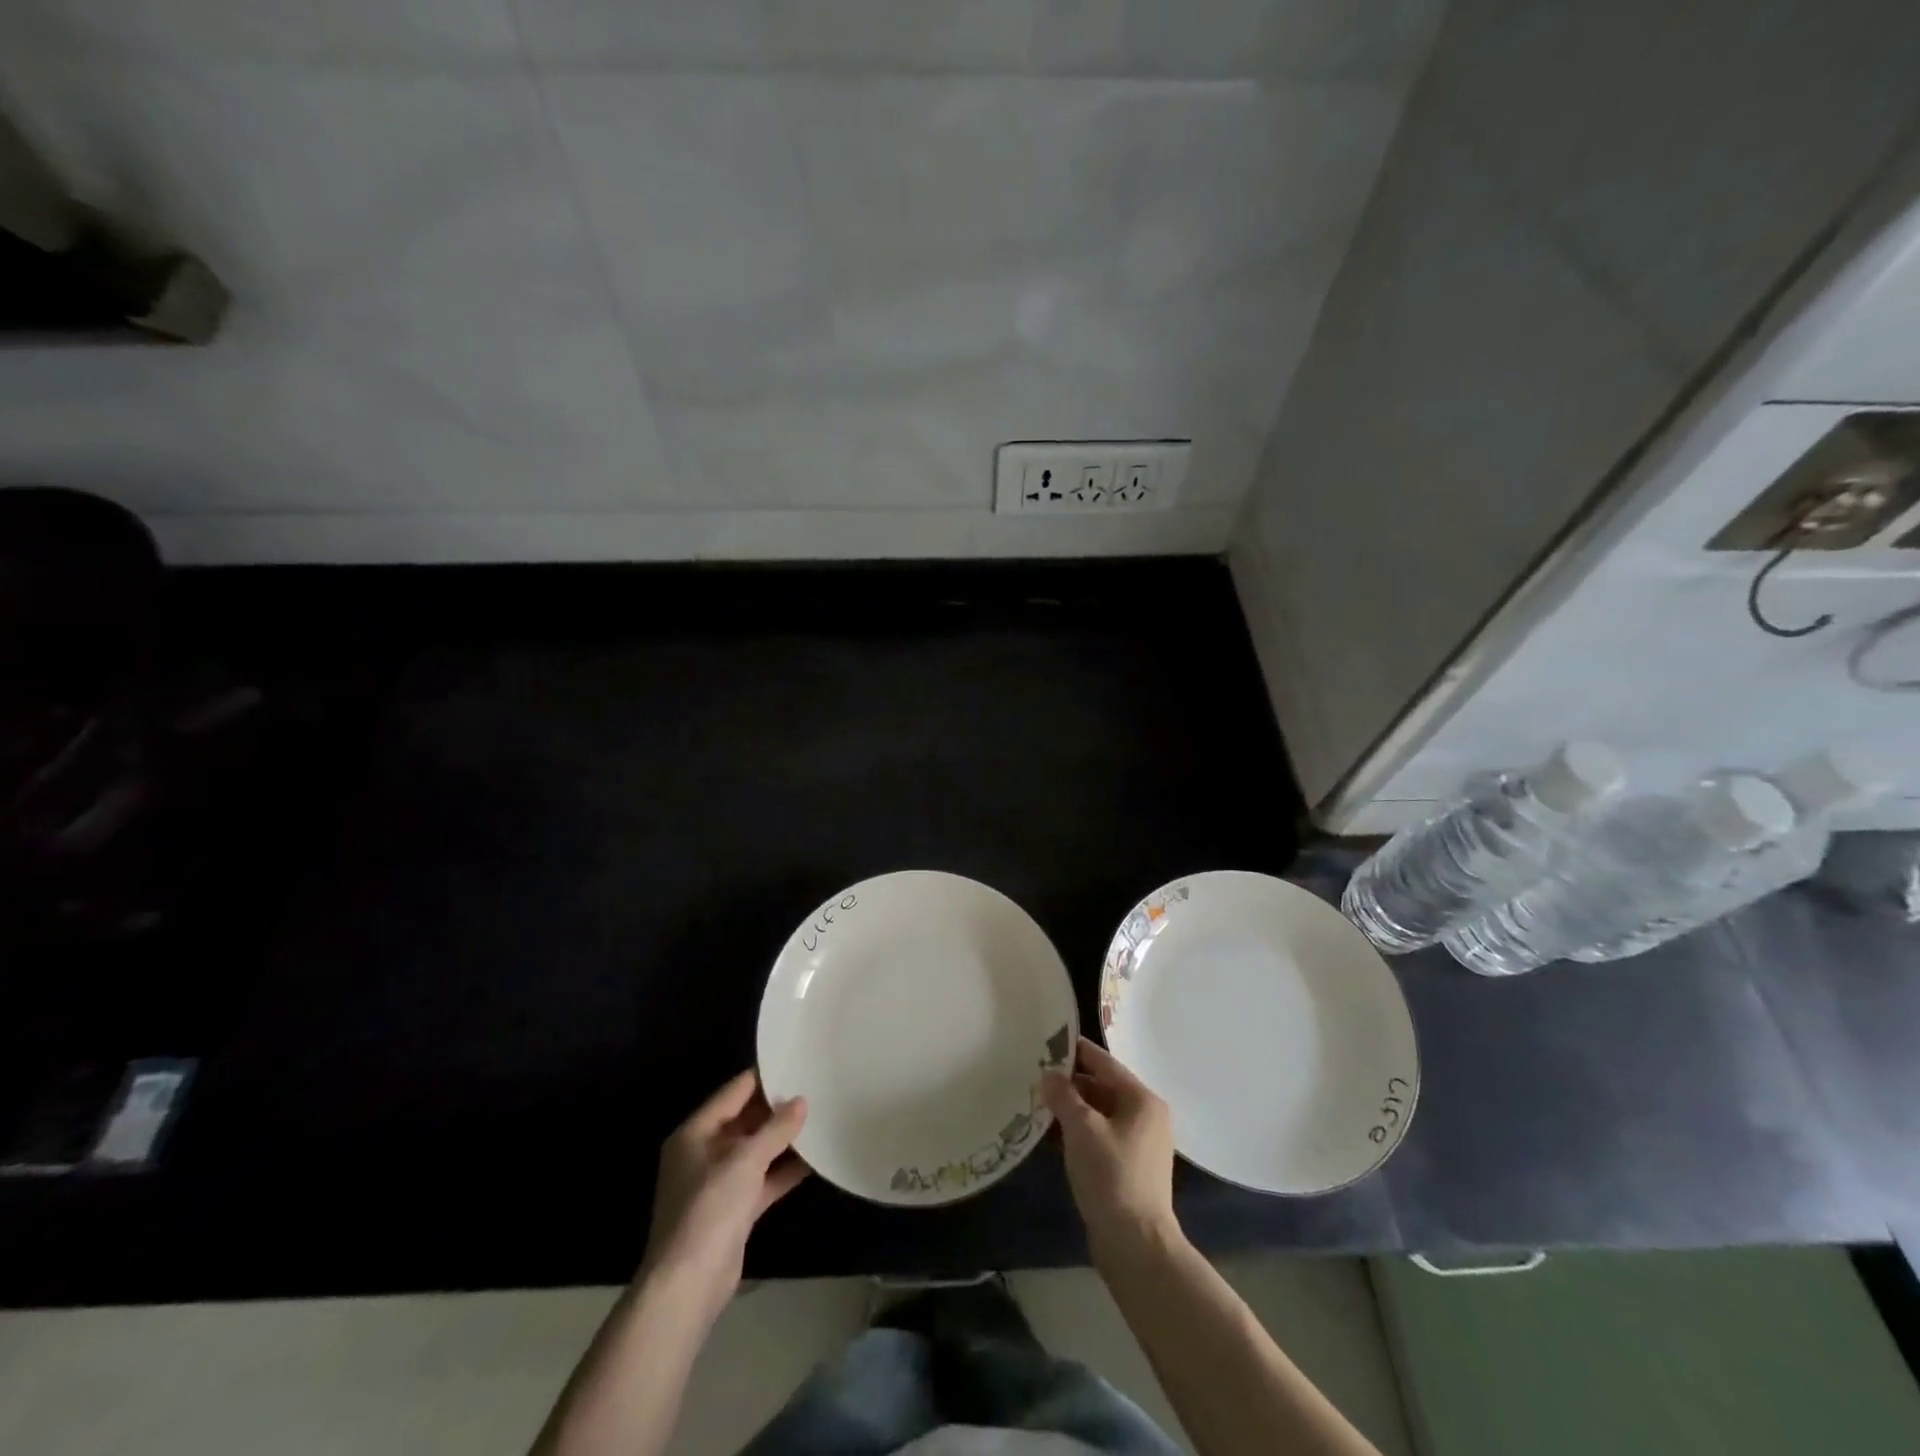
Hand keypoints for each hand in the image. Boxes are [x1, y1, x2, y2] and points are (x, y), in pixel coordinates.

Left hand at [641, 1070, 807, 1321]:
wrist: (688, 1286)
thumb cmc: (709, 1209)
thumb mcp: (745, 1160)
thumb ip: (775, 1129)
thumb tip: (800, 1101)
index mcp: (696, 1133)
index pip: (733, 1092)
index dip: (764, 1078)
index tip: (796, 1062)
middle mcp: (704, 1153)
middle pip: (745, 1120)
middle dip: (777, 1109)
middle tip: (815, 1089)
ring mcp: (718, 1183)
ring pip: (755, 1151)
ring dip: (783, 1141)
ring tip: (820, 1119)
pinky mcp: (733, 1210)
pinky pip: (762, 1180)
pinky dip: (783, 1171)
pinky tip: (814, 1161)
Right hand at [1042, 1037, 1178, 1262]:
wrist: (1136, 1245)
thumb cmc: (1111, 1175)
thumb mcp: (1081, 1128)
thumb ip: (1063, 1095)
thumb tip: (1048, 1075)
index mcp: (1142, 1100)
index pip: (1104, 1063)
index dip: (1076, 1051)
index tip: (1047, 1042)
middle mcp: (1145, 1117)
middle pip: (1102, 1088)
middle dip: (1070, 1083)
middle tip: (1035, 1075)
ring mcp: (1138, 1145)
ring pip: (1099, 1114)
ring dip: (1071, 1109)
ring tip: (1037, 1102)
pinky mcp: (1128, 1169)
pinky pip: (1099, 1137)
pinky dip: (1078, 1132)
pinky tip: (1051, 1135)